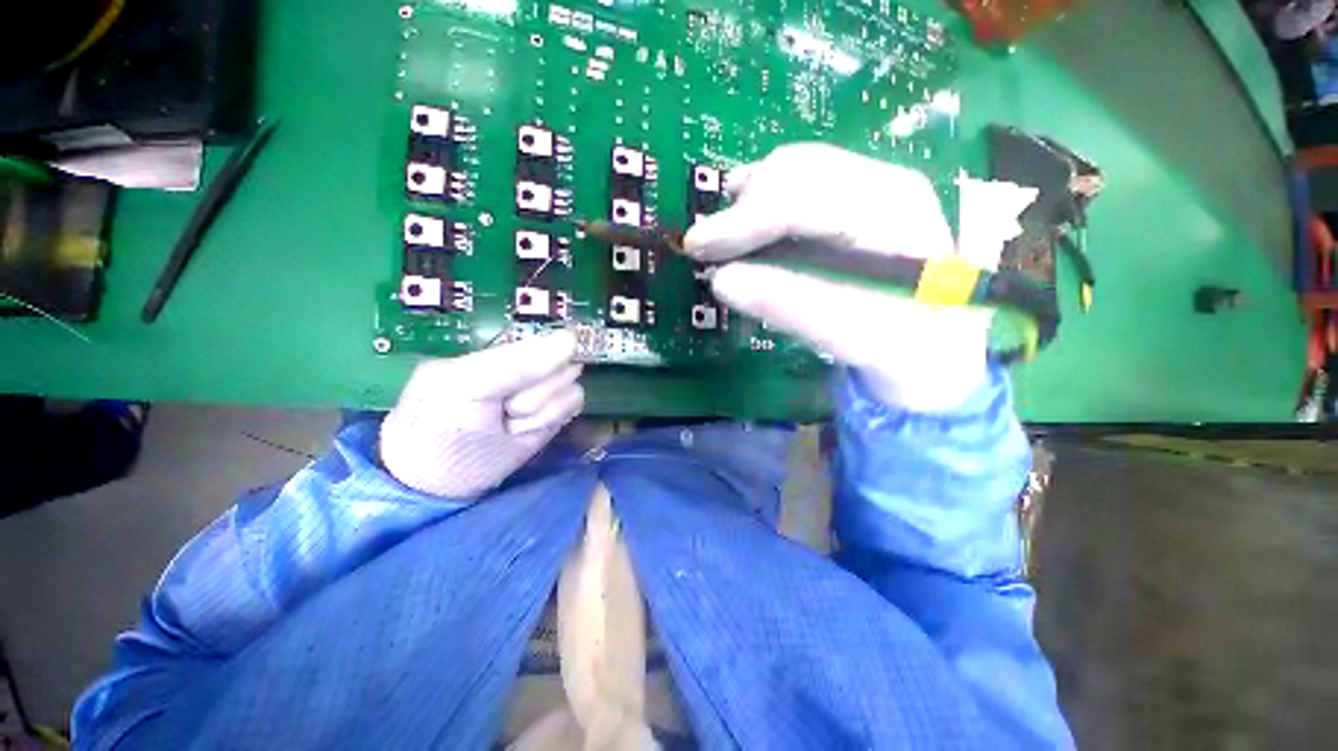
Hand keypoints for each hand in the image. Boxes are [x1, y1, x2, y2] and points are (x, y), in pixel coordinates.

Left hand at [379, 331, 583, 497]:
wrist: (438, 486)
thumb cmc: (439, 427)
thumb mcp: (467, 385)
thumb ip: (518, 362)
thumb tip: (572, 339)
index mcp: (498, 347)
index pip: (543, 337)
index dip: (543, 356)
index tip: (524, 381)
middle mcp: (527, 364)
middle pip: (561, 361)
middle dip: (535, 389)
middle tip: (503, 407)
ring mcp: (544, 389)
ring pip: (570, 383)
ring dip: (540, 409)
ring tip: (508, 422)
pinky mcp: (556, 413)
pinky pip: (574, 402)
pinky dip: (550, 419)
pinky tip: (523, 430)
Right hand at [684, 143, 994, 412]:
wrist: (935, 344)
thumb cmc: (899, 345)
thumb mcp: (843, 334)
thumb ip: (784, 305)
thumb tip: (721, 280)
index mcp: (891, 211)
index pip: (804, 196)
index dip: (742, 221)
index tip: (698, 247)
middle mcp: (883, 181)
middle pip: (795, 170)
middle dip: (741, 208)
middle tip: (708, 249)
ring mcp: (872, 183)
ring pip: (793, 169)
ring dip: (749, 202)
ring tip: (727, 241)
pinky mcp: (857, 197)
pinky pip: (798, 183)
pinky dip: (765, 205)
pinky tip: (753, 233)